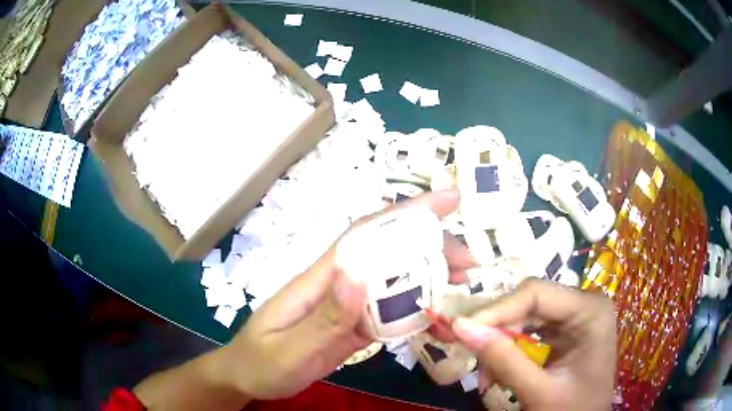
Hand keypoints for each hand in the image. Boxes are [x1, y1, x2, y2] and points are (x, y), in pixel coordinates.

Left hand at [219, 189, 475, 399]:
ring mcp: (346, 306)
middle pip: (387, 253)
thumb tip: (357, 274)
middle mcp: (337, 284)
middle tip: (469, 262)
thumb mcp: (288, 348)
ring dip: (429, 275)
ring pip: (393, 280)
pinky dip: (416, 307)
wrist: (247, 377)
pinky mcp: (351, 326)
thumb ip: (323, 318)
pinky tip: (437, 313)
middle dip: (430, 246)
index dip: (405, 214)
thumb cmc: (260, 363)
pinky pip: (388, 311)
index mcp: (319, 280)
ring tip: (462, 282)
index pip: (365, 235)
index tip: (448, 202)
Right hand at [451, 278, 615, 409]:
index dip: (497, 309)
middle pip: (529, 303)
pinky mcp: (564, 333)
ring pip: (525, 317)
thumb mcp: (538, 390)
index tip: (462, 329)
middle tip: (469, 353)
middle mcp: (584, 305)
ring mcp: (574, 319)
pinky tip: (498, 372)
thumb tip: (459, 326)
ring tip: (484, 375)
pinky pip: (529, 332)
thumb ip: (503, 360)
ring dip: (500, 344)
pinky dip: (509, 351)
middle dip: (498, 330)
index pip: (537, 293)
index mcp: (590, 310)